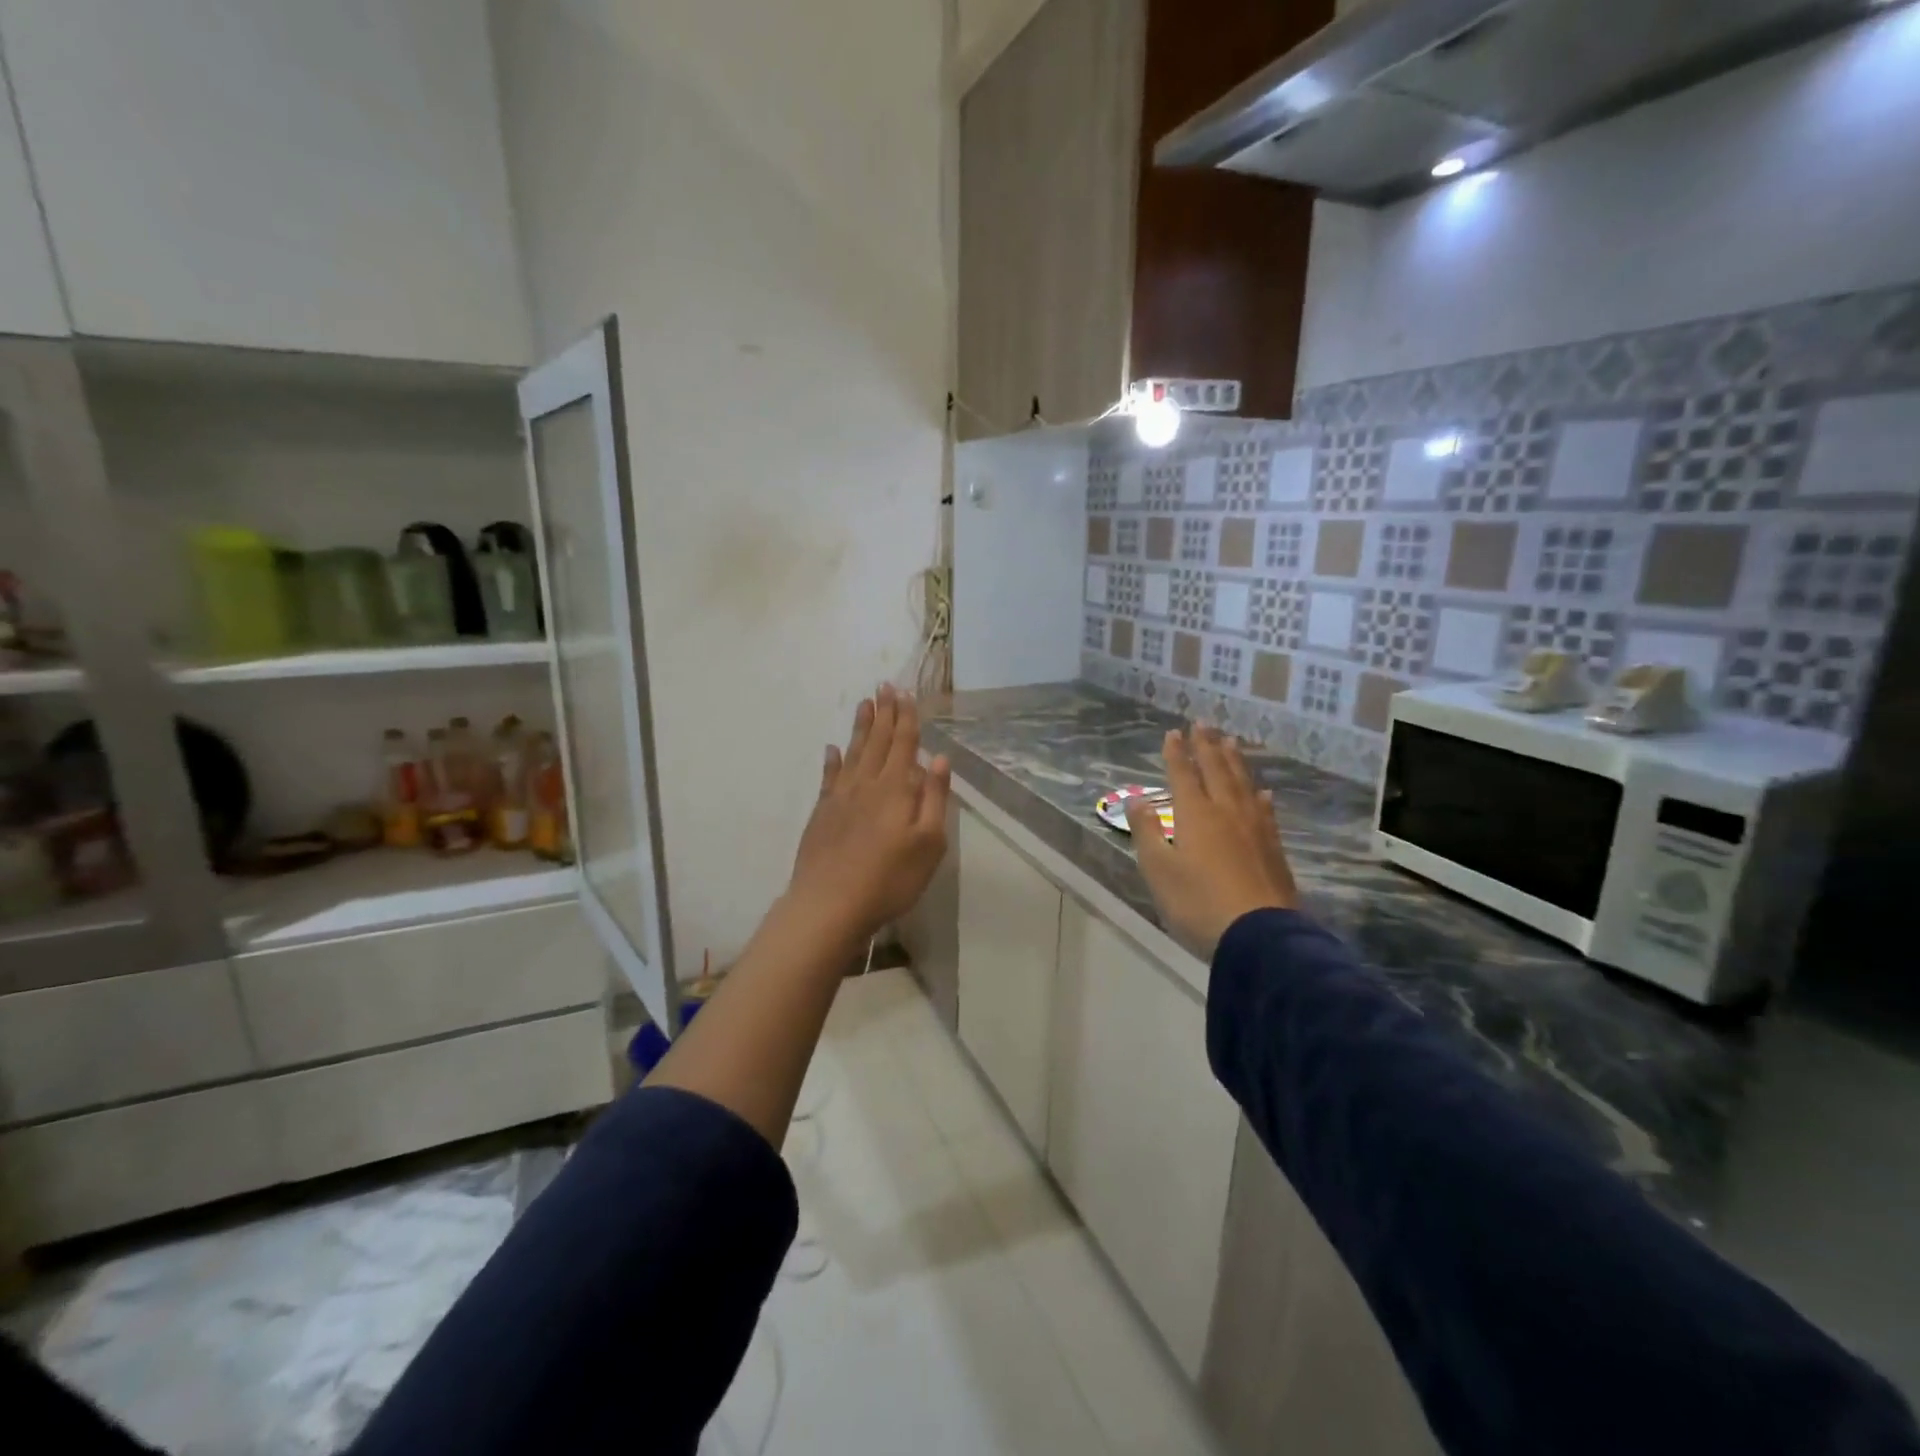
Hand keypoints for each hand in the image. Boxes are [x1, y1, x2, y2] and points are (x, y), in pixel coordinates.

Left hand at [787, 684, 951, 943]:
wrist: (830, 905)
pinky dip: (832, 761)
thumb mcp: (928, 843)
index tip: (905, 692)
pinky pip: (829, 777)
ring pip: (853, 753)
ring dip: (860, 727)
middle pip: (877, 741)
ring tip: (864, 704)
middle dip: (884, 713)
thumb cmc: (890, 879)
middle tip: (884, 685)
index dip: (907, 717)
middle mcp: (867, 784)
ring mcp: (840, 797)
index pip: (904, 744)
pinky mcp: (822, 813)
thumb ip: (934, 798)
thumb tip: (939, 758)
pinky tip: (832, 749)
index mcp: (896, 789)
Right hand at [1125, 724, 1297, 957]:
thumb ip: (1146, 831)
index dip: (1177, 753)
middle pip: (1216, 770)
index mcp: (1195, 814)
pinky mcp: (1273, 848)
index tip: (1173, 732)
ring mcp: (1255, 828)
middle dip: (1207, 746)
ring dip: (1234, 761)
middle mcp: (1226, 812)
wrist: (1259, 935)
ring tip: (1230, 742)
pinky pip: (1264, 810)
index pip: (1183, 774)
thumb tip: (1136, 798)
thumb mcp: (1158, 870)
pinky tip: (1261, 792)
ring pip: (1243, 784)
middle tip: (1203, 723)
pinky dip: (1259, 795)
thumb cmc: (1198, 903)